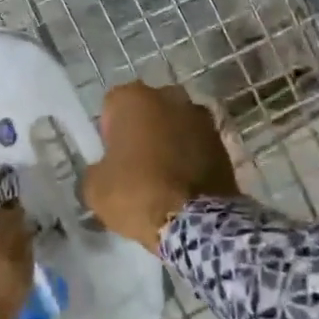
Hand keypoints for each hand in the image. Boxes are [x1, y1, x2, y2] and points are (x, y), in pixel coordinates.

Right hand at [86, 82, 240, 251]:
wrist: (196, 221)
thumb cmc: (136, 193)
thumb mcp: (94, 187)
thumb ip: (97, 168)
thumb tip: (106, 170)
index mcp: (133, 99)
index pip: (112, 106)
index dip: (109, 131)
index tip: (111, 156)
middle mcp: (170, 97)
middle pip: (147, 110)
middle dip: (142, 130)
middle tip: (135, 164)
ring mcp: (201, 118)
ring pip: (175, 125)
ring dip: (168, 142)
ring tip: (162, 176)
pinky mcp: (223, 142)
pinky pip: (196, 145)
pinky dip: (189, 157)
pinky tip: (183, 184)